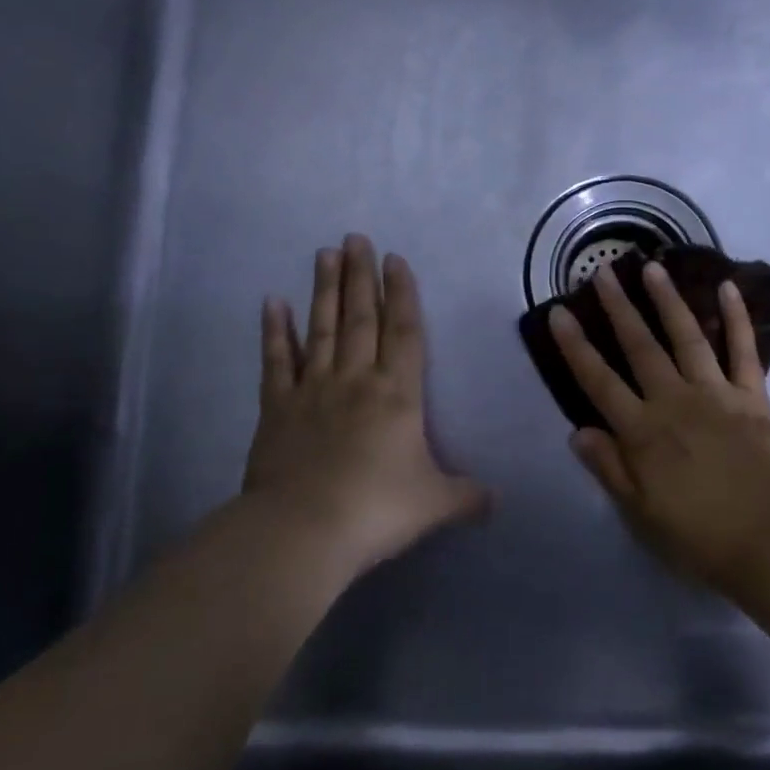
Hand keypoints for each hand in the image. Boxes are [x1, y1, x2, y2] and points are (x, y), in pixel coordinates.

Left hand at [240, 235, 486, 571]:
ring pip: (321, 329)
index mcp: (398, 395)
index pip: (404, 332)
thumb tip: (497, 501)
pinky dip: (274, 332)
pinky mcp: (276, 409)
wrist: (303, 531)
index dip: (402, 294)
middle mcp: (356, 380)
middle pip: (361, 318)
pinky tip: (272, 302)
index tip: (395, 260)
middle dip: (361, 276)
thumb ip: (467, 497)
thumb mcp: (435, 504)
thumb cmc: (377, 509)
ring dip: (325, 290)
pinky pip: (276, 362)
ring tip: (325, 253)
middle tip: (356, 238)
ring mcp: (312, 390)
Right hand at [550, 260, 769, 590]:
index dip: (576, 346)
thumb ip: (609, 468)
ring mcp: (716, 394)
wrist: (769, 542)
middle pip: (640, 347)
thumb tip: (578, 430)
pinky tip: (727, 288)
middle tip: (604, 272)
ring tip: (653, 268)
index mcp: (643, 431)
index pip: (599, 381)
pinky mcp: (753, 397)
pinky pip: (744, 351)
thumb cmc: (698, 536)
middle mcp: (675, 401)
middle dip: (619, 308)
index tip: (559, 312)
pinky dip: (737, 318)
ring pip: (687, 337)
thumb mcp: (640, 513)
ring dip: (668, 301)